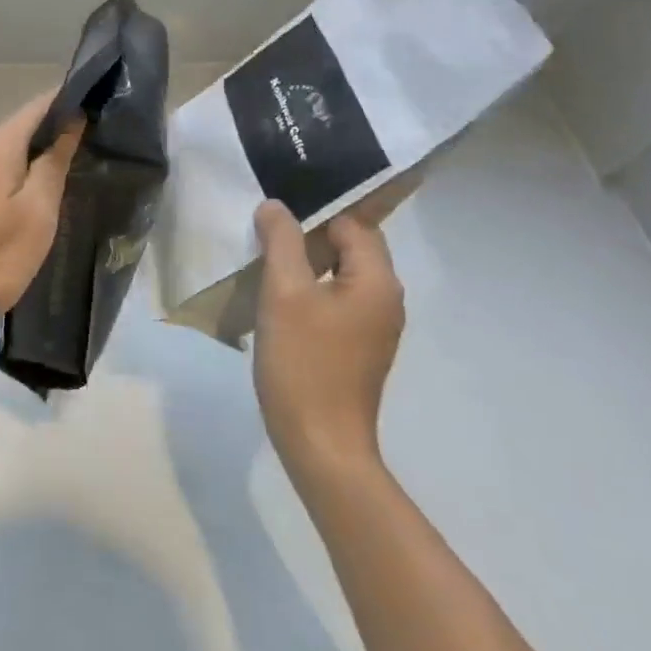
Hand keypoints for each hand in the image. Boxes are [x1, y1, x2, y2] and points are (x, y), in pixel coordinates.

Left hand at [0, 93, 81, 357]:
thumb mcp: (37, 216)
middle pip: (11, 135)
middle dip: (38, 149)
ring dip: (10, 172)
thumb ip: (54, 162)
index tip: (88, 113)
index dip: (64, 106)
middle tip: (65, 180)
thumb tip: (70, 121)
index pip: (36, 108)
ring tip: (28, 208)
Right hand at [252, 200, 405, 481]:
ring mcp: (375, 326)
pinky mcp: (358, 347)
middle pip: (350, 246)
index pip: (351, 222)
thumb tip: (276, 206)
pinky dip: (311, 290)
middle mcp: (386, 299)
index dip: (313, 214)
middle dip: (309, 236)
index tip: (274, 216)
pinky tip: (279, 300)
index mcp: (378, 281)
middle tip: (264, 235)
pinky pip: (337, 300)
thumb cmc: (304, 362)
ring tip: (265, 262)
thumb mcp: (285, 292)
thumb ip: (282, 240)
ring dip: (307, 264)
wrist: (320, 445)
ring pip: (340, 274)